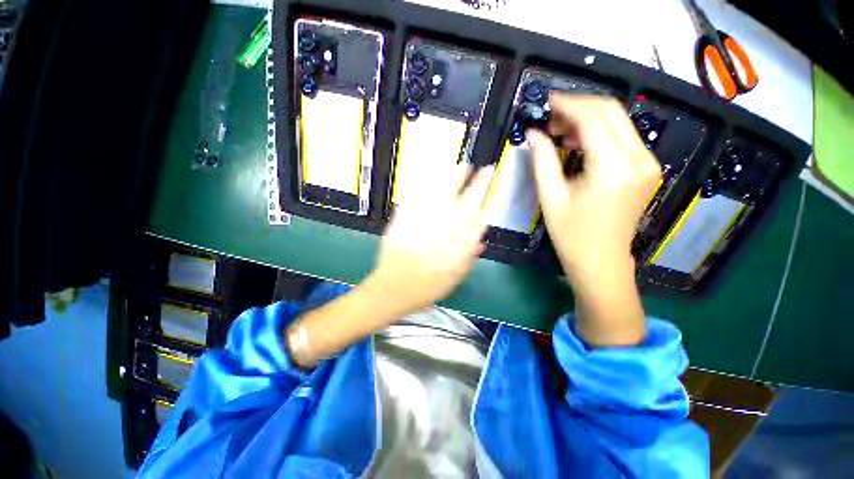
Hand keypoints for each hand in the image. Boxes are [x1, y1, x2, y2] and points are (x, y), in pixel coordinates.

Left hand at [368, 163, 494, 315]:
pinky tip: (434, 175)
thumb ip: (469, 259)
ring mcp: (420, 228)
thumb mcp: (454, 280)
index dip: (488, 202)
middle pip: (462, 207)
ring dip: (453, 180)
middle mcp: (440, 238)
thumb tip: (481, 238)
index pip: (477, 223)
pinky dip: (427, 186)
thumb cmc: (426, 288)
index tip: (494, 191)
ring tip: (462, 166)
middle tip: (484, 170)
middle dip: (476, 186)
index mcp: (455, 253)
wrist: (391, 289)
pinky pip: (416, 201)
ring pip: (440, 199)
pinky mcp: (402, 222)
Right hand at [527, 94, 659, 345]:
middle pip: (611, 111)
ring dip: (587, 119)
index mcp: (613, 169)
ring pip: (618, 121)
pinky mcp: (645, 168)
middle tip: (549, 119)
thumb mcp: (551, 197)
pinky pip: (622, 136)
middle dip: (577, 107)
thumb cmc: (571, 235)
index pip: (594, 117)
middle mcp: (639, 159)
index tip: (545, 101)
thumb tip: (534, 133)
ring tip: (559, 133)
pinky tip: (577, 143)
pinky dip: (598, 132)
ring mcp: (647, 163)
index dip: (567, 104)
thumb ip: (542, 161)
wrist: (601, 260)